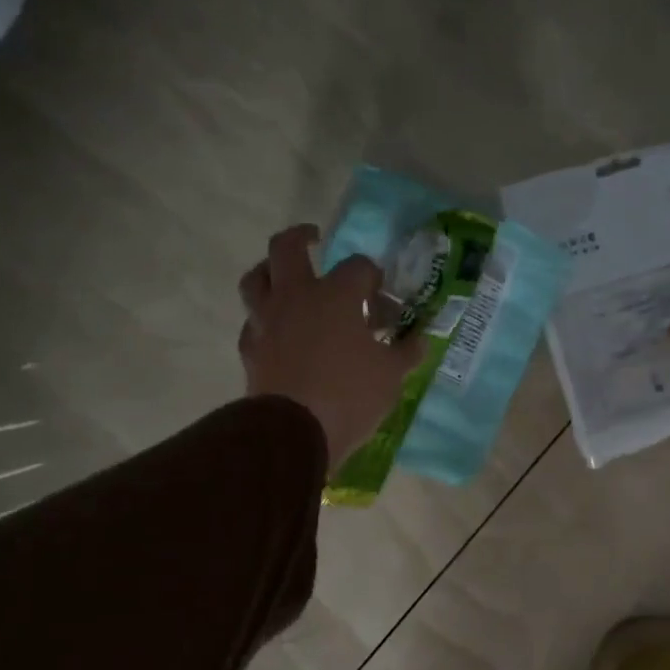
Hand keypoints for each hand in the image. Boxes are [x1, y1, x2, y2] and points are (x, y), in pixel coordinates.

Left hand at [240, 225, 424, 469]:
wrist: (294, 432)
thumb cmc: (350, 395)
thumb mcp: (391, 375)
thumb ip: (406, 352)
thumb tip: (419, 339)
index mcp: (336, 295)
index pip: (359, 266)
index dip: (374, 277)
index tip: (383, 299)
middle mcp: (296, 297)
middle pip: (287, 247)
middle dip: (302, 237)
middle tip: (315, 239)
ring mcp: (267, 320)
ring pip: (256, 278)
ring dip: (271, 271)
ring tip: (286, 278)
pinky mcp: (251, 348)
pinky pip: (254, 321)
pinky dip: (266, 319)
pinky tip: (279, 331)